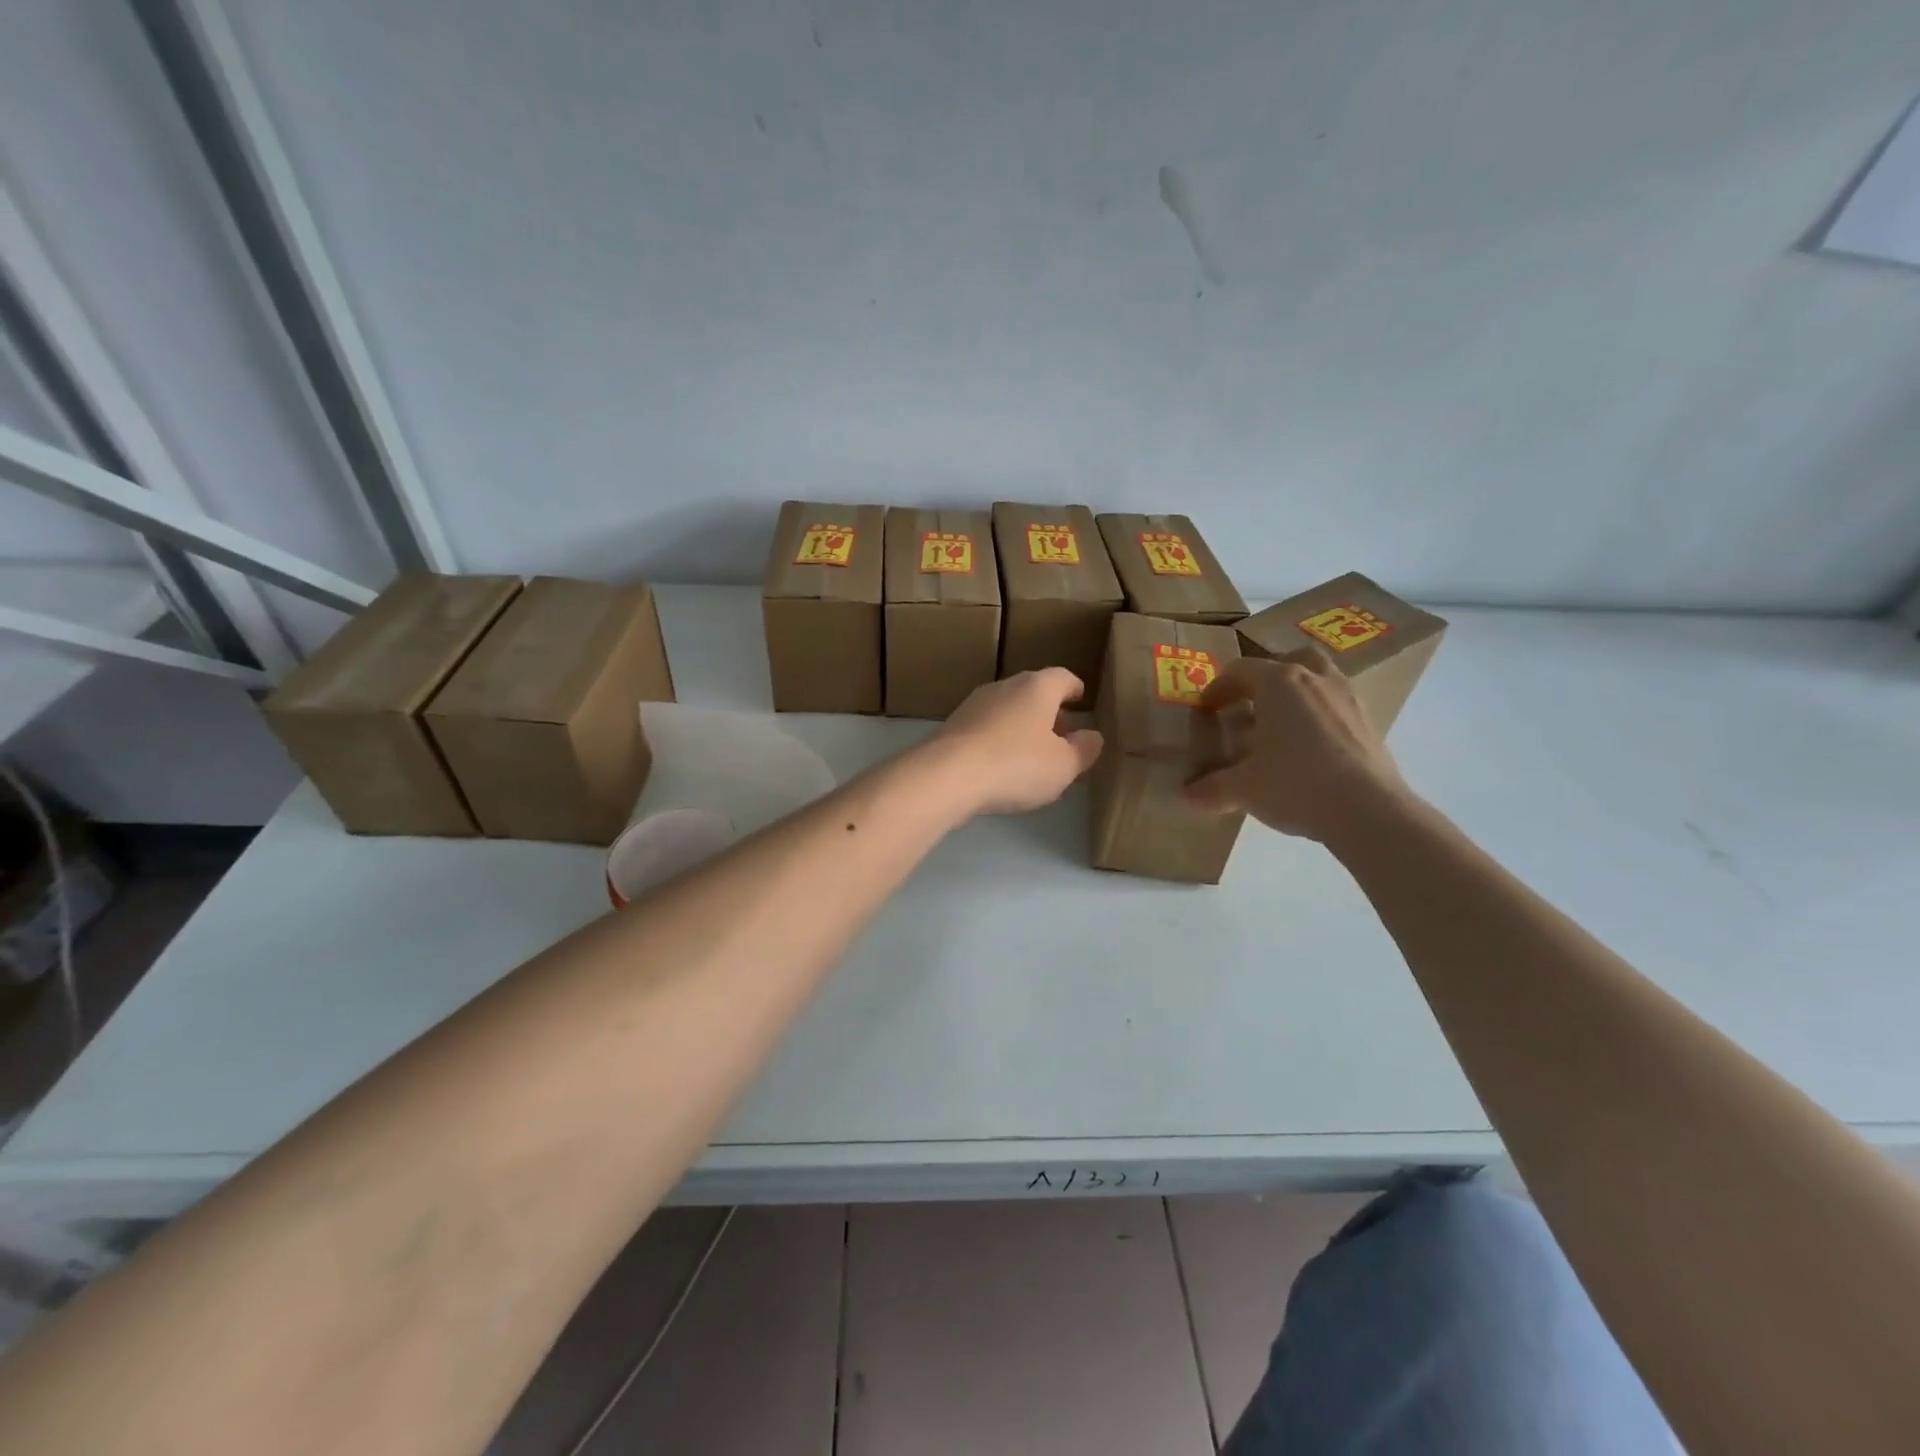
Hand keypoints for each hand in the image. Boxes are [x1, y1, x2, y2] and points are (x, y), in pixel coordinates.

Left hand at [924, 669, 1103, 816]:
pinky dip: (999, 740)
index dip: (1074, 688)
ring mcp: (974, 704)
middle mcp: (1004, 686)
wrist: (946, 775)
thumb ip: (1083, 750)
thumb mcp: (1063, 765)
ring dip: (1023, 727)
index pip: (1062, 677)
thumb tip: (1092, 736)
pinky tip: (1002, 765)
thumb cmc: (1016, 764)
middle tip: (1062, 735)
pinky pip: (986, 728)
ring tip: (1033, 755)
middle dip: (1049, 711)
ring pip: (1007, 709)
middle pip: (1033, 692)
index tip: (1080, 698)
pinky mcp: (953, 726)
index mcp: (1037, 687)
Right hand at [1184, 649, 1410, 843]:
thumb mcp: (1243, 789)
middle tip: (1250, 704)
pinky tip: (1310, 749)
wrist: (1368, 810)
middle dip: (1266, 677)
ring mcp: (1347, 698)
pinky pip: (1336, 705)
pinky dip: (1319, 716)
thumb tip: (1189, 795)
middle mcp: (1315, 679)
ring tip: (1282, 725)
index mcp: (1279, 683)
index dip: (1218, 688)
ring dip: (1298, 692)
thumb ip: (1213, 787)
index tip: (1207, 710)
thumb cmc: (1295, 785)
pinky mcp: (1369, 723)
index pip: (1240, 671)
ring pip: (1319, 678)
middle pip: (1288, 660)